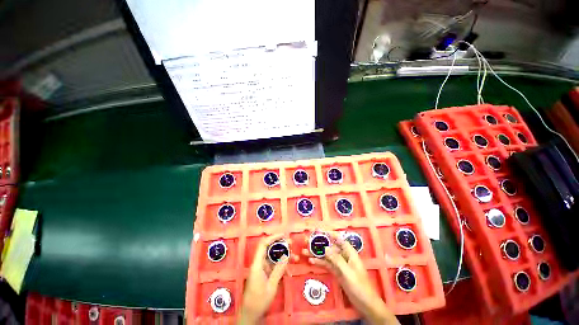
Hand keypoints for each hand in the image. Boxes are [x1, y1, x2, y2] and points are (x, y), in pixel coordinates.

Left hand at [238, 234, 288, 323]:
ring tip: (294, 256)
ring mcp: (261, 268)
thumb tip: (286, 256)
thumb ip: (279, 270)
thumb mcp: (271, 286)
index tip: (283, 235)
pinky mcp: (264, 273)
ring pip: (272, 256)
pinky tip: (289, 268)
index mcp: (257, 265)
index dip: (272, 237)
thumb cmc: (259, 301)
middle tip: (291, 244)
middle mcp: (258, 263)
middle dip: (280, 244)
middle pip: (268, 248)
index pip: (263, 245)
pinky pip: (273, 264)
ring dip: (282, 255)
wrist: (250, 314)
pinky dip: (280, 264)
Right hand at [304, 231, 398, 324]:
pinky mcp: (337, 272)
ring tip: (305, 251)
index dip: (329, 233)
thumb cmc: (360, 286)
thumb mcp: (348, 272)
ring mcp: (339, 264)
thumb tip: (325, 248)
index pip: (338, 239)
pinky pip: (327, 264)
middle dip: (319, 243)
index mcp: (349, 253)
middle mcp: (344, 256)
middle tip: (307, 240)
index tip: (318, 231)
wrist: (366, 304)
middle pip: (330, 246)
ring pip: (326, 255)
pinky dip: (319, 262)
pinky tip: (311, 261)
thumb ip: (336, 260)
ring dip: (316, 253)